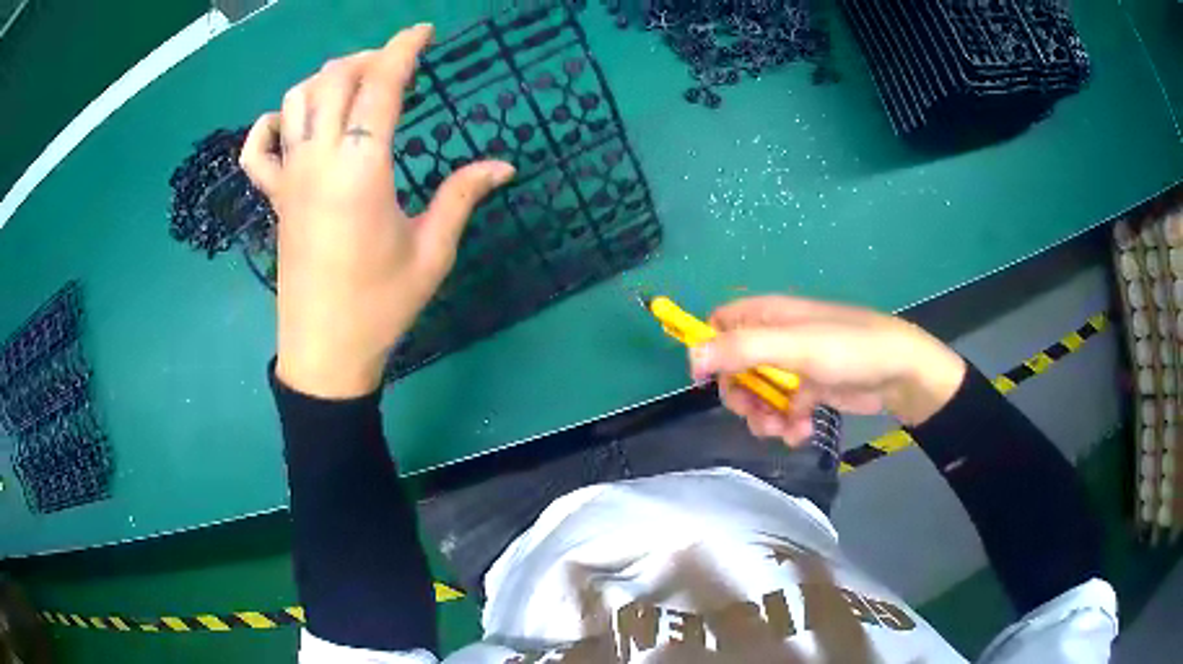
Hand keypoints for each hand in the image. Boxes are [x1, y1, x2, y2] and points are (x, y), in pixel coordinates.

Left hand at [240, 24, 514, 397]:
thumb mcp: (432, 251)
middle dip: (367, 57)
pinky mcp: (273, 198)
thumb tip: (504, 165)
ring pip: (296, 100)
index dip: (403, 49)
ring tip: (353, 86)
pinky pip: (257, 149)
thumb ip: (463, 196)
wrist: (325, 351)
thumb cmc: (380, 305)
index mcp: (362, 171)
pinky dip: (271, 123)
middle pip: (333, 79)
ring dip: (326, 78)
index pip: (380, 87)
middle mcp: (318, 162)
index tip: (423, 31)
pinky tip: (292, 123)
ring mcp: (289, 178)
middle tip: (394, 65)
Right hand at [688, 295, 965, 444]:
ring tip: (784, 429)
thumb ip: (743, 349)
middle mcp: (778, 337)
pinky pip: (784, 408)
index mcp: (770, 315)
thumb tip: (692, 357)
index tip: (707, 381)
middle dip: (741, 396)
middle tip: (754, 413)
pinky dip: (787, 423)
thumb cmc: (849, 350)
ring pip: (759, 394)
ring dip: (764, 416)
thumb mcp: (796, 347)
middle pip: (736, 367)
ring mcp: (795, 366)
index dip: (709, 349)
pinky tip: (802, 432)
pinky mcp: (811, 390)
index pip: (721, 323)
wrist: (902, 373)